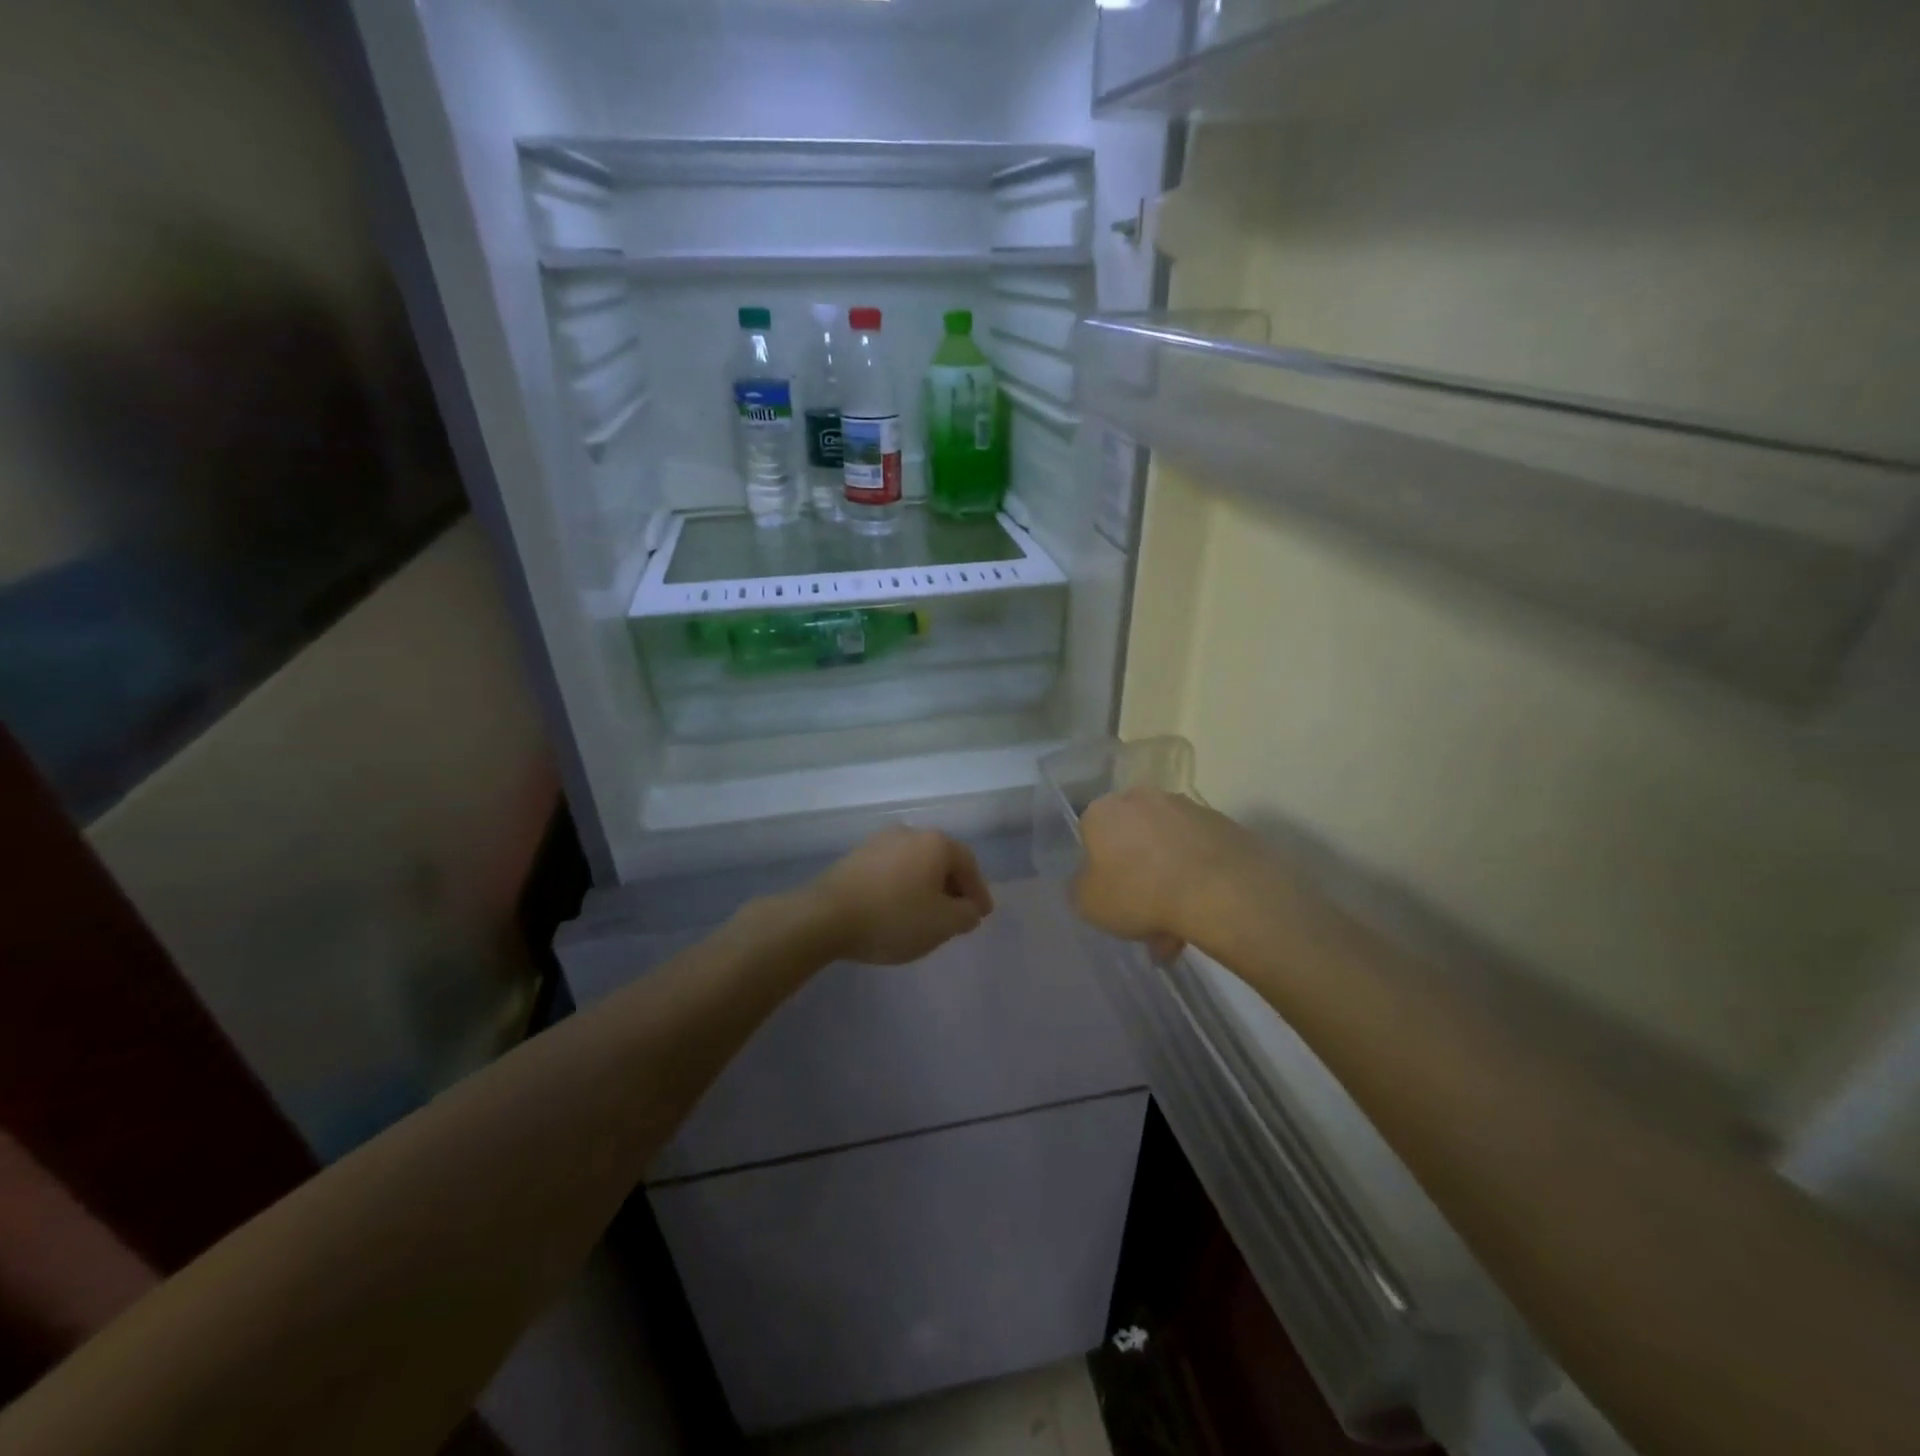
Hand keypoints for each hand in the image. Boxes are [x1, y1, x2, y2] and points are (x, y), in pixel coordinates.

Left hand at [808, 826, 994, 964]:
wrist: (825, 916)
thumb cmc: (893, 917)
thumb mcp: (942, 924)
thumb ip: (966, 915)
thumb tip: (969, 908)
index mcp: (935, 843)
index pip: (968, 863)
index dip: (979, 891)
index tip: (982, 915)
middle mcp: (909, 833)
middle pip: (941, 859)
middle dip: (953, 887)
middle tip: (959, 914)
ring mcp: (879, 842)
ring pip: (915, 864)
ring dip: (926, 886)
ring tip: (928, 914)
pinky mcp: (856, 857)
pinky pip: (892, 870)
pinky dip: (903, 887)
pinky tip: (898, 909)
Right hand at [1073, 788, 1268, 956]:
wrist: (1219, 890)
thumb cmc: (1139, 892)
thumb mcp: (1087, 903)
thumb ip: (1081, 886)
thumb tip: (1088, 880)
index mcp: (1103, 810)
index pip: (1091, 835)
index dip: (1099, 868)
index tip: (1111, 896)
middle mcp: (1142, 798)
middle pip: (1133, 839)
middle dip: (1138, 875)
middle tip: (1145, 917)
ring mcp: (1186, 807)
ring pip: (1167, 849)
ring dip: (1169, 880)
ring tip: (1180, 928)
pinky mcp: (1222, 823)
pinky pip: (1198, 854)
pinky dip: (1197, 878)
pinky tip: (1203, 912)